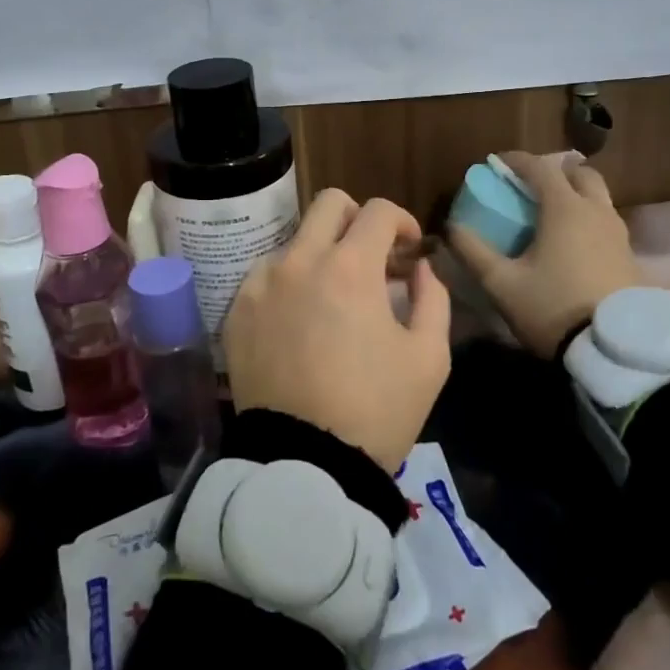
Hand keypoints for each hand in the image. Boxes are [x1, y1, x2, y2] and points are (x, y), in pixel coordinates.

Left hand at [225, 189, 450, 470]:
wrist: (304, 465)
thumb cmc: (376, 411)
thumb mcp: (428, 358)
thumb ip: (433, 299)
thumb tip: (419, 269)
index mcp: (351, 268)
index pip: (378, 212)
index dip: (403, 222)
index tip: (410, 250)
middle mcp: (300, 261)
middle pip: (329, 203)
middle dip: (358, 218)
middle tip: (372, 256)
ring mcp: (262, 283)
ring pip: (296, 239)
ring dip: (322, 254)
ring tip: (334, 296)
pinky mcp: (237, 310)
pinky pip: (267, 275)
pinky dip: (290, 283)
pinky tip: (301, 320)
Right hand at [449, 152, 641, 357]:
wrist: (615, 349)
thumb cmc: (553, 307)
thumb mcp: (501, 283)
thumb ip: (473, 252)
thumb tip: (450, 228)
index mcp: (564, 208)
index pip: (539, 167)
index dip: (515, 160)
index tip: (496, 164)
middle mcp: (596, 211)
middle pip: (579, 174)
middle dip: (554, 172)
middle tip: (530, 187)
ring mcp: (619, 233)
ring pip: (598, 197)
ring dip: (575, 195)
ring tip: (551, 215)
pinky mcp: (631, 256)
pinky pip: (606, 222)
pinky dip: (588, 219)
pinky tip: (573, 244)